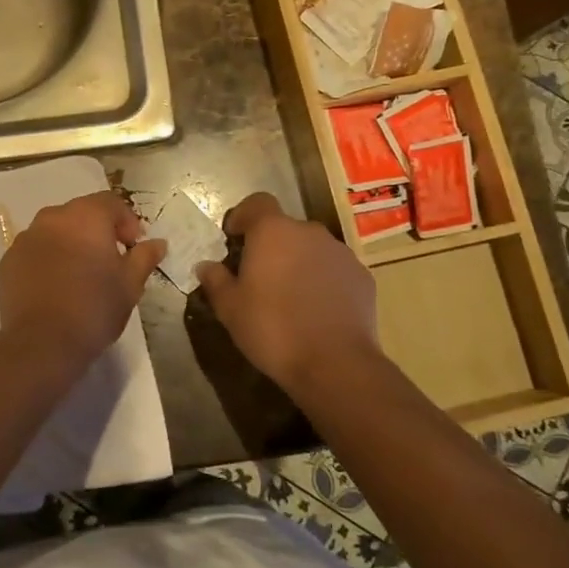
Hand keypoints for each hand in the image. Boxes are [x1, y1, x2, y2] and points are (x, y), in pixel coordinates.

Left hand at [0, 191, 166, 369]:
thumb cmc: (94, 308)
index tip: (133, 248)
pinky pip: (34, 251)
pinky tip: (55, 287)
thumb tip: (158, 243)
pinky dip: (47, 260)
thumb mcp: (130, 284)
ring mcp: (25, 238)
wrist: (42, 343)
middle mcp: (52, 218)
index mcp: (86, 216)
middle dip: (98, 232)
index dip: (127, 222)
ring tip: (80, 275)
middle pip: (81, 214)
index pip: (111, 203)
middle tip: (109, 262)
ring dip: (70, 244)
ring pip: (55, 231)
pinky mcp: (8, 261)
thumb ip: (144, 257)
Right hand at [196, 192, 379, 391]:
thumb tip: (206, 266)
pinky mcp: (362, 277)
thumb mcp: (230, 309)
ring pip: (312, 249)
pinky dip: (324, 281)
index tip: (234, 238)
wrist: (335, 364)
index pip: (257, 203)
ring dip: (299, 263)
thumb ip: (216, 281)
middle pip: (285, 228)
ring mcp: (340, 253)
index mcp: (273, 231)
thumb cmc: (273, 329)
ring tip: (290, 296)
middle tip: (259, 276)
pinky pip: (335, 270)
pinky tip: (317, 310)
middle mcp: (309, 232)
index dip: (244, 216)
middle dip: (272, 246)